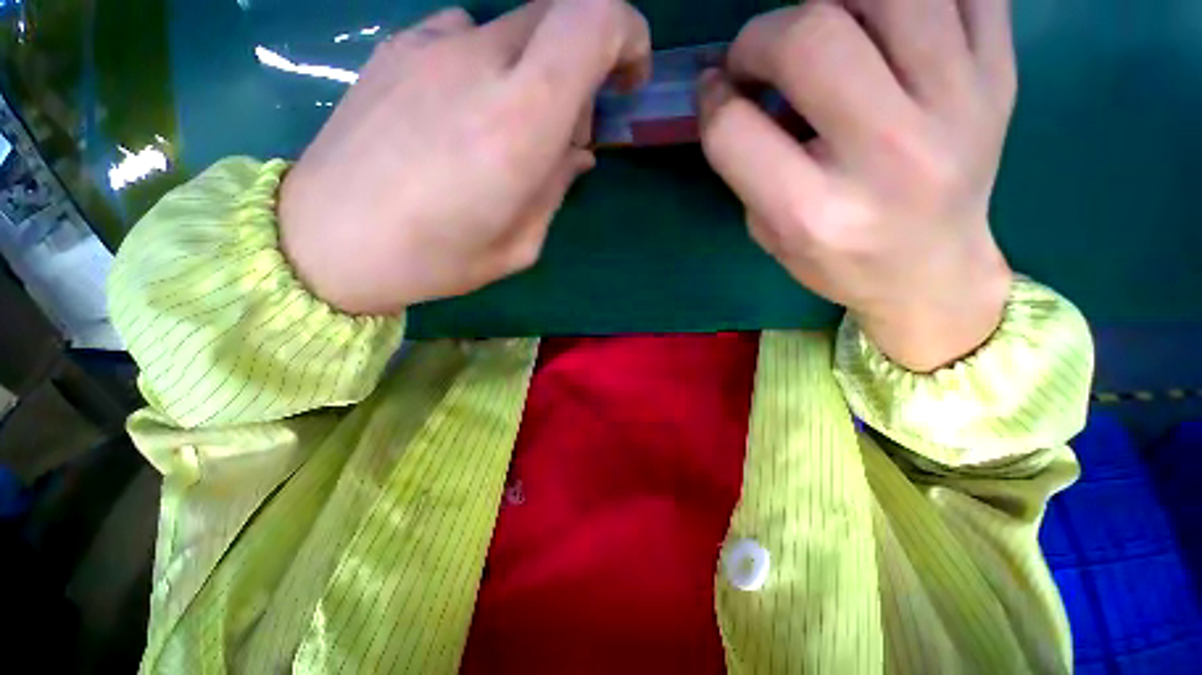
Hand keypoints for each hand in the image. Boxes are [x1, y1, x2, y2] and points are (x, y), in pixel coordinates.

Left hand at [279, 0, 649, 314]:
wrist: (323, 242)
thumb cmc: (433, 259)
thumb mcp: (519, 245)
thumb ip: (555, 190)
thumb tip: (576, 154)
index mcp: (519, 122)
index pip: (593, 19)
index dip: (627, 34)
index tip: (628, 78)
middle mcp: (478, 63)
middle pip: (560, 14)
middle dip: (584, 63)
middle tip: (568, 127)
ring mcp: (430, 45)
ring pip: (515, 26)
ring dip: (536, 70)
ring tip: (511, 129)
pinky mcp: (396, 47)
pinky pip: (466, 34)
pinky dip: (489, 65)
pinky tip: (465, 114)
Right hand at [699, 0, 1015, 370]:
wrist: (934, 272)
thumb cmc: (839, 261)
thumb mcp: (769, 233)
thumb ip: (746, 164)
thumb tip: (728, 84)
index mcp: (814, 212)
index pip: (733, 130)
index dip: (711, 100)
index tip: (715, 91)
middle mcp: (887, 154)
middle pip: (810, 38)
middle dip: (762, 35)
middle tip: (761, 55)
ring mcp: (960, 106)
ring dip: (836, 1)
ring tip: (828, 30)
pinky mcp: (1000, 77)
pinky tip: (886, 25)